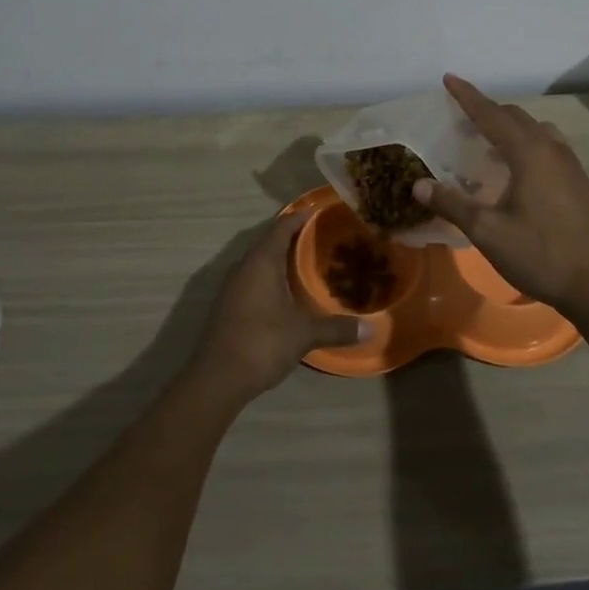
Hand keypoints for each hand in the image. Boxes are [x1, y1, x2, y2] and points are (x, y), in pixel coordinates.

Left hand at [191, 214, 367, 401]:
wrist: (217, 378)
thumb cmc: (262, 343)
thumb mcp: (304, 334)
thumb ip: (337, 328)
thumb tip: (371, 328)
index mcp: (261, 262)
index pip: (281, 226)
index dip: (300, 216)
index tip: (319, 210)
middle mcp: (244, 267)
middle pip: (269, 241)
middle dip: (293, 236)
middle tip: (322, 237)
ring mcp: (232, 286)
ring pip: (260, 262)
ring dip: (281, 258)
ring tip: (308, 262)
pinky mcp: (228, 305)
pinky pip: (253, 279)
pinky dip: (271, 277)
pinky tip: (287, 292)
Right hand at [412, 73, 588, 312]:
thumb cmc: (540, 254)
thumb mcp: (488, 231)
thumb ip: (453, 204)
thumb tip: (419, 185)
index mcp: (529, 152)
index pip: (491, 114)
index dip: (467, 96)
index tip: (449, 78)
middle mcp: (552, 149)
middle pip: (515, 117)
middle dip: (487, 112)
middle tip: (461, 119)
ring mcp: (571, 165)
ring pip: (536, 130)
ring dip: (510, 128)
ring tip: (488, 143)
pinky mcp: (579, 183)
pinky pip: (549, 147)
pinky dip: (527, 144)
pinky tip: (518, 170)